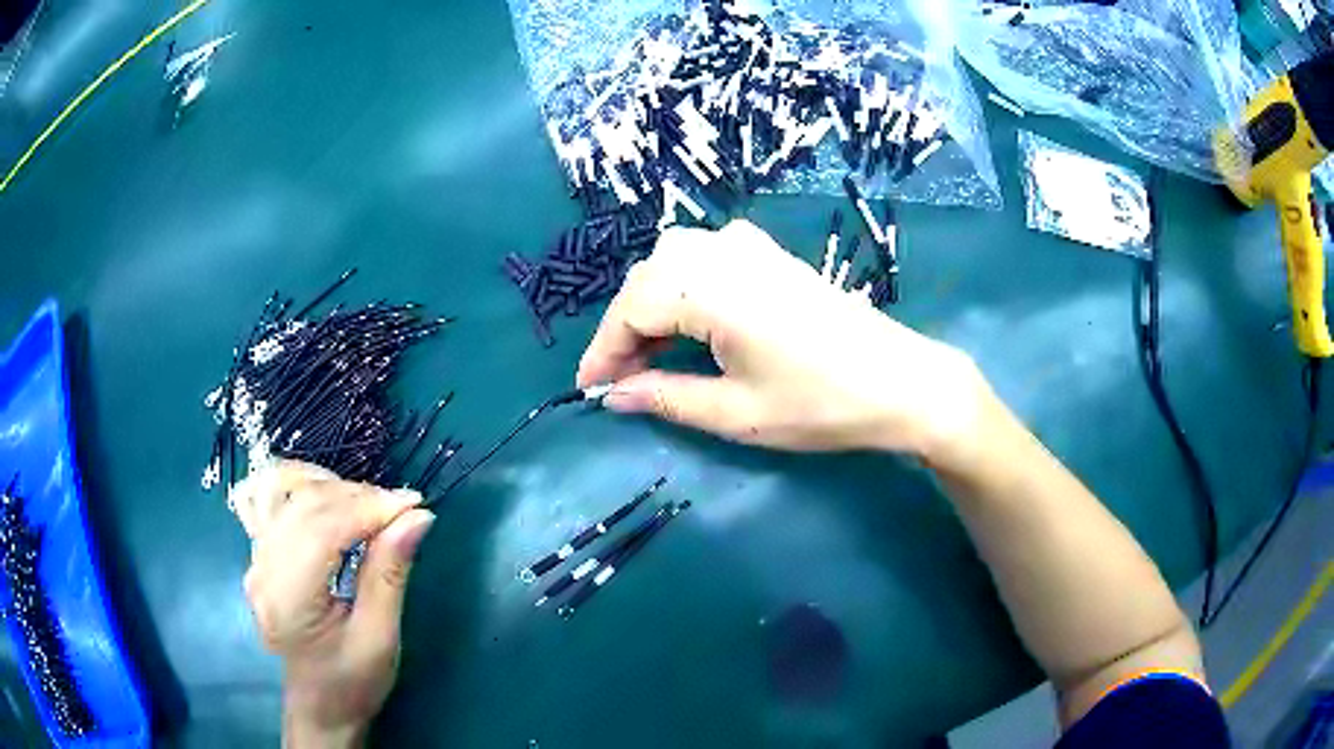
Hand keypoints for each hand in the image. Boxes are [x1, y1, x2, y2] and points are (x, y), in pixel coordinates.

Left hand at [232, 461, 435, 747]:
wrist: (320, 706)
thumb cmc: (352, 683)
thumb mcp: (380, 638)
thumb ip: (390, 575)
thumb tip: (417, 518)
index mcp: (288, 598)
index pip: (321, 529)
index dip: (369, 507)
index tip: (414, 505)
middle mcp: (262, 569)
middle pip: (303, 503)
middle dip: (357, 495)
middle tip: (401, 509)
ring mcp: (255, 558)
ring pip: (283, 490)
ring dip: (331, 486)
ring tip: (370, 505)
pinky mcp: (259, 553)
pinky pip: (273, 499)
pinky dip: (305, 486)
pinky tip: (331, 497)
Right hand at [578, 220, 988, 459]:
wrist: (899, 381)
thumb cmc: (819, 403)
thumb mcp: (735, 412)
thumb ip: (665, 398)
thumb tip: (614, 396)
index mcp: (712, 288)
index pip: (632, 308)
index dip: (604, 351)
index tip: (589, 390)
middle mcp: (724, 251)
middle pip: (648, 278)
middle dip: (625, 327)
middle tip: (621, 379)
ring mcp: (751, 246)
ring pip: (673, 261)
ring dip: (651, 304)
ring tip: (649, 355)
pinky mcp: (770, 253)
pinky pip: (704, 256)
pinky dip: (681, 286)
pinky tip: (689, 320)